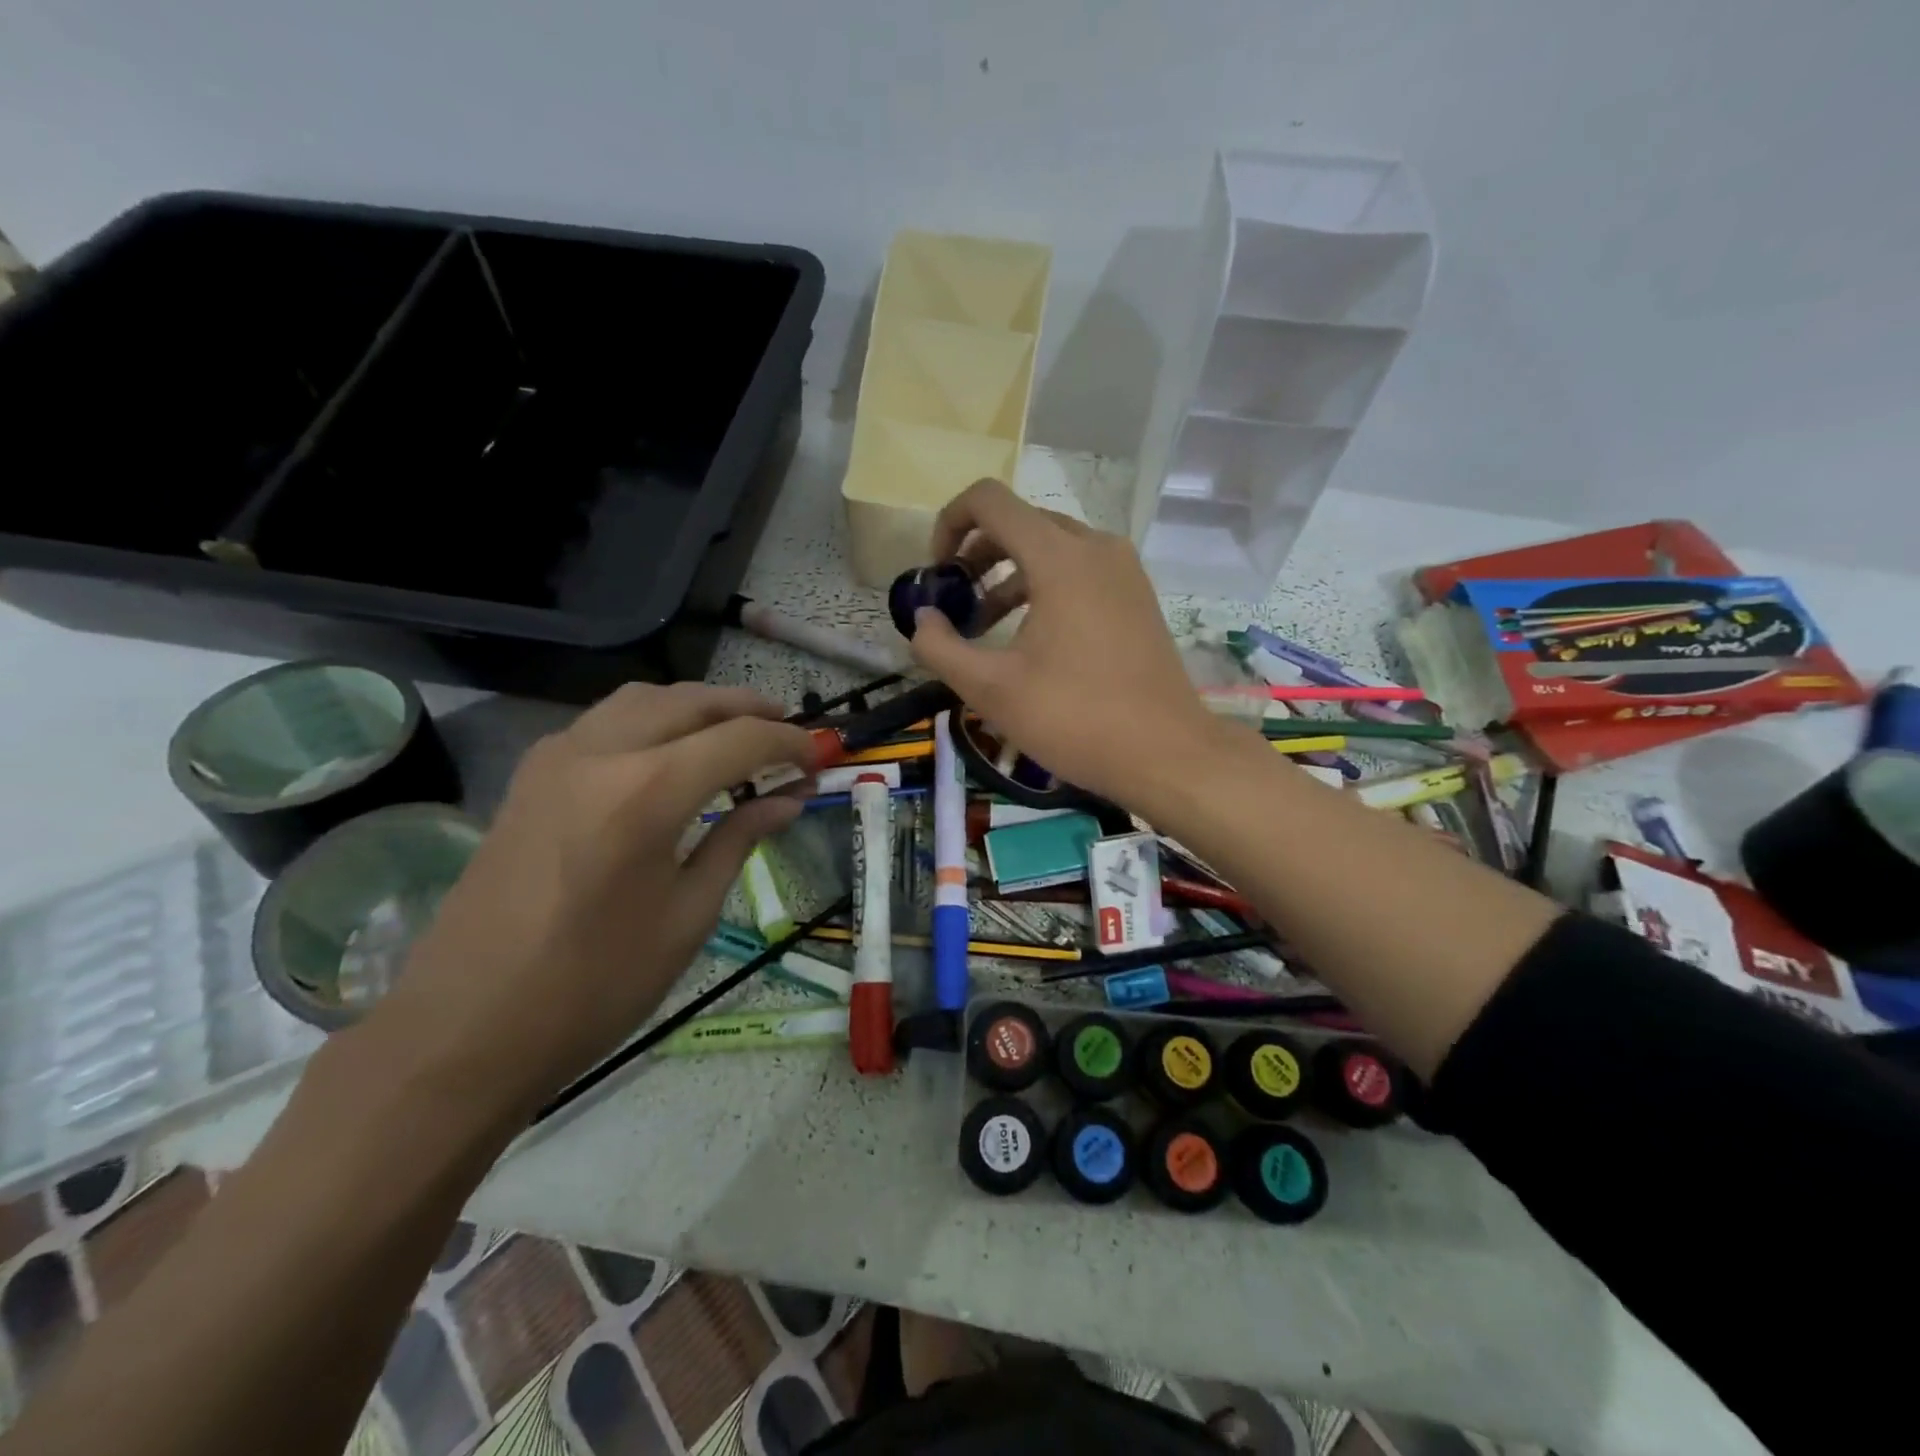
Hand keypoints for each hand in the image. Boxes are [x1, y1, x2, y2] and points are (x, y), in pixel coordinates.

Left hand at [357, 683, 818, 1128]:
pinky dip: (654, 719)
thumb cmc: (594, 985)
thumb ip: (739, 840)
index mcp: (647, 791)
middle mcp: (600, 752)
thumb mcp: (687, 915)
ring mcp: (557, 756)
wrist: (466, 1028)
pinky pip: (607, 719)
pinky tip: (671, 753)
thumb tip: (787, 800)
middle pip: (693, 701)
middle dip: (750, 709)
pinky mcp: (532, 774)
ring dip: (700, 706)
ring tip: (736, 734)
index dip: (791, 743)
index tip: (821, 758)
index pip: (741, 739)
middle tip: (790, 735)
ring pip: (645, 698)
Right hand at [907, 478, 1223, 805]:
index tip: (938, 574)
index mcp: (1060, 557)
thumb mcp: (992, 689)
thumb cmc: (1075, 718)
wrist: (1166, 753)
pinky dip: (1045, 588)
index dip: (949, 524)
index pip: (989, 500)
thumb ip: (941, 648)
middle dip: (977, 556)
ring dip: (1009, 576)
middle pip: (1021, 523)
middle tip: (956, 605)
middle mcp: (1096, 547)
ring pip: (1052, 548)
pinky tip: (1032, 639)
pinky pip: (1080, 571)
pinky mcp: (1138, 597)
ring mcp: (1124, 571)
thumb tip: (921, 620)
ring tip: (984, 628)